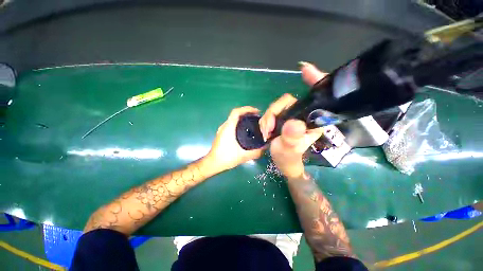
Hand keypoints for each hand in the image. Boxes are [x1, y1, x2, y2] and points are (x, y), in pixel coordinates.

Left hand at [207, 106, 264, 171]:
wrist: (212, 163)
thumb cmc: (226, 158)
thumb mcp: (243, 156)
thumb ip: (256, 152)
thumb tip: (266, 147)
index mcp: (228, 128)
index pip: (236, 112)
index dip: (247, 109)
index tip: (256, 111)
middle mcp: (225, 126)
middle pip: (236, 114)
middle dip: (247, 113)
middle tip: (257, 117)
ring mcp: (222, 129)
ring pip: (233, 119)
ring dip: (243, 118)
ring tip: (253, 122)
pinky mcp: (222, 133)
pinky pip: (232, 124)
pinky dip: (239, 123)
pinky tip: (245, 130)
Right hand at [261, 62, 326, 177]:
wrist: (283, 163)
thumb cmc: (289, 158)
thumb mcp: (290, 150)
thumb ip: (292, 138)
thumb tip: (293, 123)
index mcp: (313, 120)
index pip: (318, 97)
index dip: (314, 82)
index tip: (305, 70)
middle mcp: (304, 115)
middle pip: (287, 101)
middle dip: (273, 112)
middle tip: (268, 128)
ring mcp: (291, 116)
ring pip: (276, 107)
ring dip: (267, 118)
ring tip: (266, 133)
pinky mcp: (282, 118)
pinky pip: (271, 112)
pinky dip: (266, 120)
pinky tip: (265, 130)